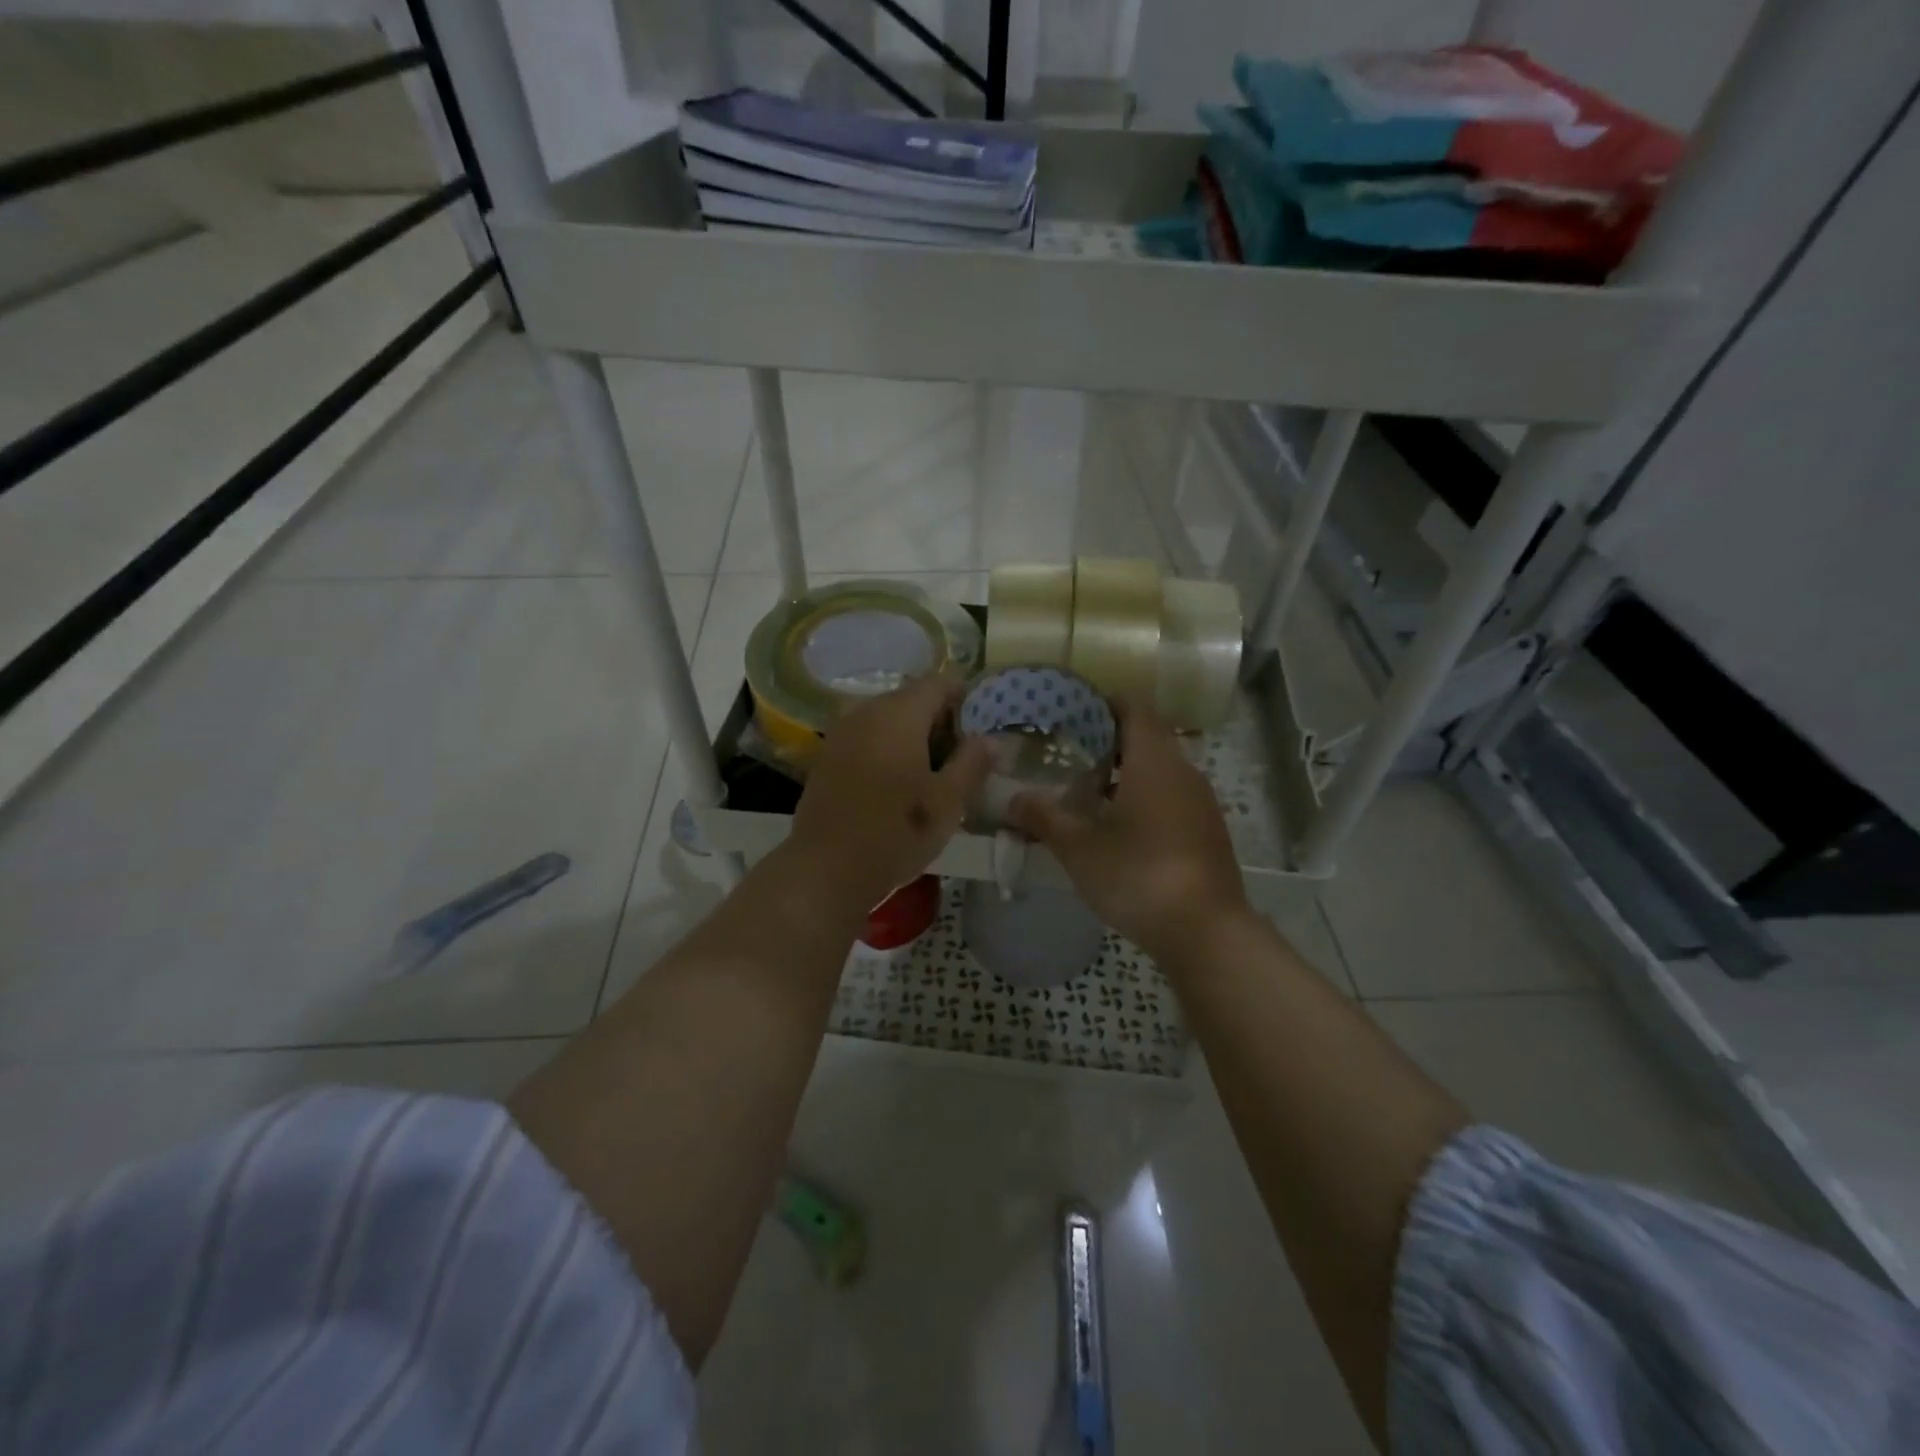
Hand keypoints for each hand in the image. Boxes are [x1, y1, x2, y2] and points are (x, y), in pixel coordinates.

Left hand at [789, 675, 991, 910]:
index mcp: (899, 714)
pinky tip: (899, 782)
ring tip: (933, 773)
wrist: (825, 869)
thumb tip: (990, 739)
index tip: (981, 729)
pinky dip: (888, 747)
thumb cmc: (895, 833)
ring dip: (913, 735)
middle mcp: (866, 711)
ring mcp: (841, 731)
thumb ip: (972, 763)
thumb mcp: (948, 802)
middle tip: (962, 757)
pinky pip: (867, 735)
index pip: (939, 682)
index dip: (965, 699)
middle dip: (940, 720)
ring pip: (887, 718)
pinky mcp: (827, 754)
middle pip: (912, 698)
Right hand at [1010, 699, 1247, 960]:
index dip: (1105, 702)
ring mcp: (1201, 802)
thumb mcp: (1079, 847)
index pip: (1135, 707)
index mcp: (1155, 761)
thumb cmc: (1138, 875)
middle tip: (1068, 754)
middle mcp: (1184, 771)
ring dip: (1126, 773)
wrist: (1205, 932)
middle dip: (1109, 741)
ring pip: (1160, 770)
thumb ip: (1044, 818)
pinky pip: (1172, 797)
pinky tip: (1119, 828)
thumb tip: (1013, 799)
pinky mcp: (1207, 831)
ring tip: (1086, 792)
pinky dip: (1145, 798)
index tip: (1073, 711)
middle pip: (1147, 737)